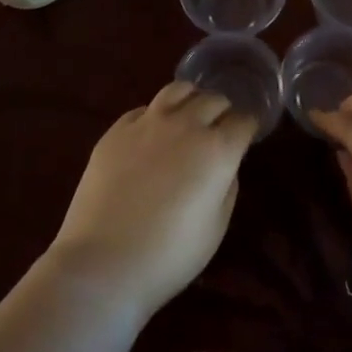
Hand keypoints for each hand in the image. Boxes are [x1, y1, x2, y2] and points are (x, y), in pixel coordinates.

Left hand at [46, 82, 257, 318]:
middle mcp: (185, 125)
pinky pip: (144, 109)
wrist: (104, 261)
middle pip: (213, 100)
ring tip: (189, 114)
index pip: (243, 121)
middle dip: (222, 111)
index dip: (247, 128)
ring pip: (177, 90)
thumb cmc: (169, 255)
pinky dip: (157, 114)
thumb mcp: (216, 227)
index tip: (246, 137)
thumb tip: (224, 166)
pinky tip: (153, 133)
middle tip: (219, 128)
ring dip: (191, 99)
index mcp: (217, 150)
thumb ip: (226, 186)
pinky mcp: (117, 129)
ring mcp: (147, 122)